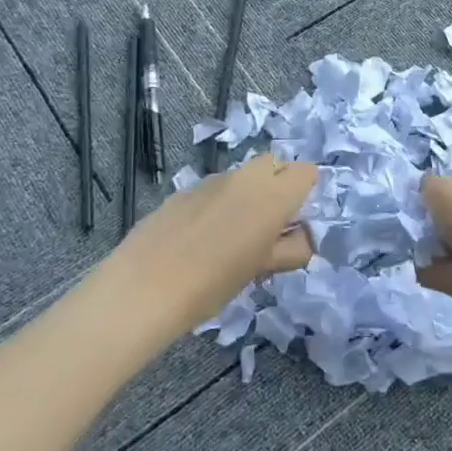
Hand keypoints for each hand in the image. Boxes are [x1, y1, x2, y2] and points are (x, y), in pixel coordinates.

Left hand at [103, 155, 317, 339]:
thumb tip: (303, 237)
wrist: (145, 287)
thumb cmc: (215, 282)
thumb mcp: (264, 269)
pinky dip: (218, 205)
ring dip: (247, 195)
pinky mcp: (183, 191)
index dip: (304, 193)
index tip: (293, 222)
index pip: (306, 171)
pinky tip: (199, 239)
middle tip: (268, 225)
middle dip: (277, 185)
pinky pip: (214, 189)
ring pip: (242, 176)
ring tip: (230, 236)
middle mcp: (245, 178)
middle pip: (274, 163)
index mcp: (273, 194)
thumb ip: (291, 249)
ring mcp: (211, 181)